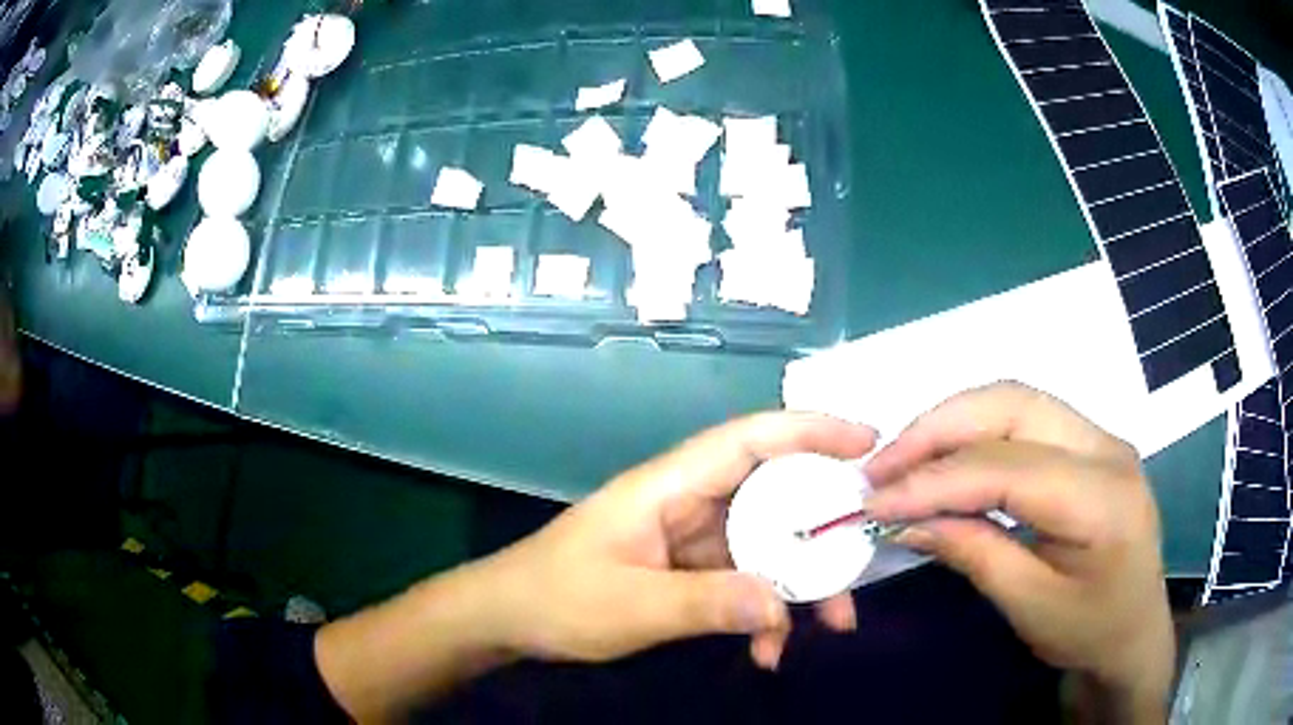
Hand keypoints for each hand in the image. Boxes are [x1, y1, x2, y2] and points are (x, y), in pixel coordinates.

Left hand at [485, 412, 876, 669]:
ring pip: (765, 544)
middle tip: (864, 557)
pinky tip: (767, 653)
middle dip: (823, 527)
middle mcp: (687, 503)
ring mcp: (690, 539)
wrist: (508, 620)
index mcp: (669, 487)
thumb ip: (707, 604)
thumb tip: (781, 606)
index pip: (749, 439)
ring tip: (832, 625)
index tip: (867, 443)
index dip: (810, 431)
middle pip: (772, 496)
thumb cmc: (557, 600)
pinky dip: (763, 612)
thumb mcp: (632, 606)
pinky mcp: (687, 571)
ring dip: (800, 583)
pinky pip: (743, 581)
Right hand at [863, 383, 1173, 717]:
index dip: (935, 480)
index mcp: (1103, 497)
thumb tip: (907, 519)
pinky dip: (976, 432)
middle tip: (882, 465)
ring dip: (953, 423)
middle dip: (939, 427)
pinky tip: (948, 459)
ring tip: (904, 458)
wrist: (1134, 631)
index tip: (875, 501)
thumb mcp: (1030, 607)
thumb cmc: (1089, 631)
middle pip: (1013, 405)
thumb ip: (974, 554)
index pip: (1007, 467)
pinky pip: (1025, 419)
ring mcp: (1100, 437)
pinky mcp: (1089, 444)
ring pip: (1016, 400)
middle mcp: (1106, 447)